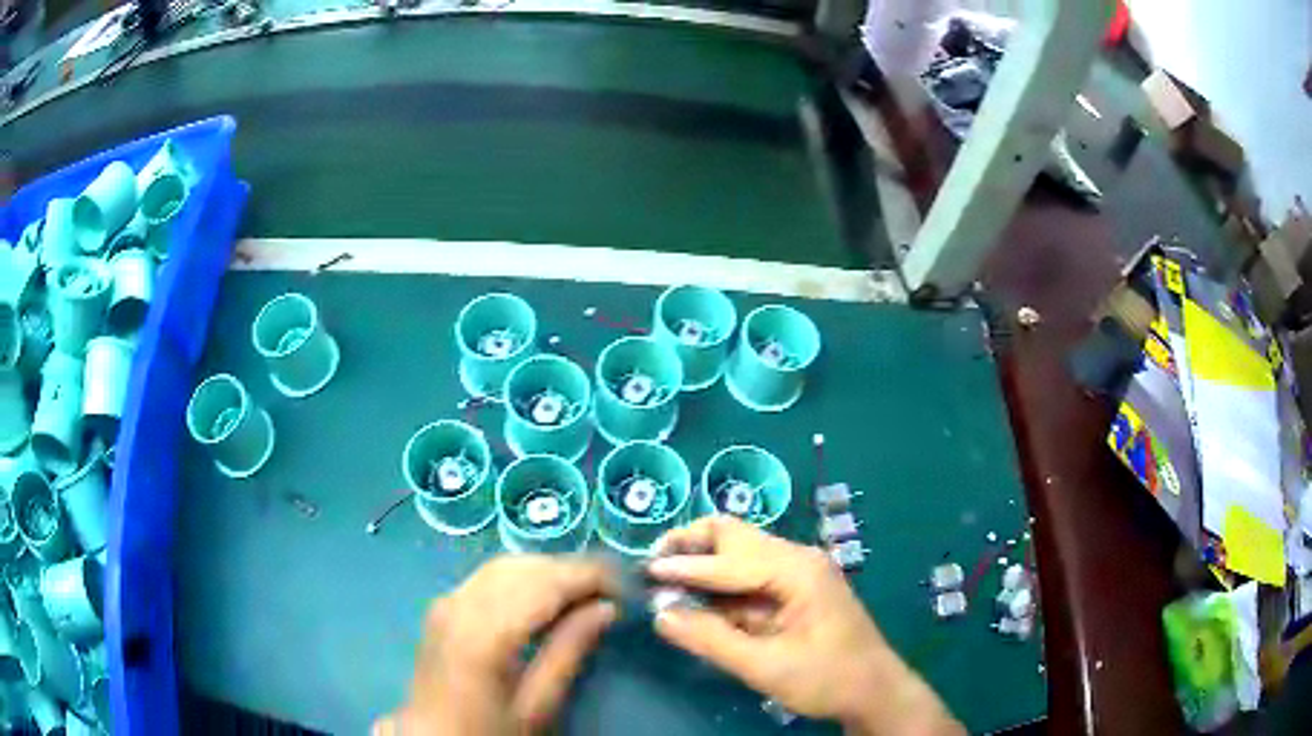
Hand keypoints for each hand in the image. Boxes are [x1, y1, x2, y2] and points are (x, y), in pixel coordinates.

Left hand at [376, 555, 617, 734]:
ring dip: (548, 570)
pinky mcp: (443, 606)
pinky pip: (488, 576)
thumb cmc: (489, 731)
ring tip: (585, 593)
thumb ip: (569, 651)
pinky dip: (524, 576)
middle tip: (611, 590)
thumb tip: (606, 608)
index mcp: (484, 633)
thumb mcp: (537, 705)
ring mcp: (447, 601)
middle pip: (524, 565)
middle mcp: (460, 604)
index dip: (589, 575)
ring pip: (505, 564)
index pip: (545, 582)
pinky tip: (544, 598)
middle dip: (571, 569)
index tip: (626, 584)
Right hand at [648, 517, 962, 735]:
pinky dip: (719, 588)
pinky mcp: (794, 591)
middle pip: (734, 535)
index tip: (642, 573)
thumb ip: (710, 639)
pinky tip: (698, 605)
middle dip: (691, 546)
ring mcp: (798, 573)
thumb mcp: (765, 666)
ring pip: (738, 554)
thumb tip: (661, 615)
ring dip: (702, 567)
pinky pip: (748, 579)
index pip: (728, 558)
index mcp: (797, 570)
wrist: (874, 692)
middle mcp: (797, 559)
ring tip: (666, 588)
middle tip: (654, 568)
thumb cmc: (827, 679)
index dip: (682, 566)